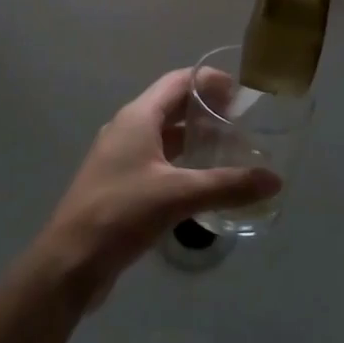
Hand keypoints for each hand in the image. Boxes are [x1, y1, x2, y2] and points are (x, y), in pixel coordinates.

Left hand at [35, 70, 281, 306]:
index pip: (177, 81)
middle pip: (170, 105)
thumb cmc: (121, 213)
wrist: (69, 261)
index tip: (240, 93)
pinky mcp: (118, 183)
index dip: (208, 81)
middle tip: (240, 122)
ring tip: (227, 148)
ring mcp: (119, 157)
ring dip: (192, 136)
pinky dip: (179, 160)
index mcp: (137, 117)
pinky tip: (200, 181)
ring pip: (162, 135)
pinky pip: (155, 159)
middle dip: (204, 109)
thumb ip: (227, 186)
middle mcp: (127, 128)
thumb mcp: (178, 196)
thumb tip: (274, 180)